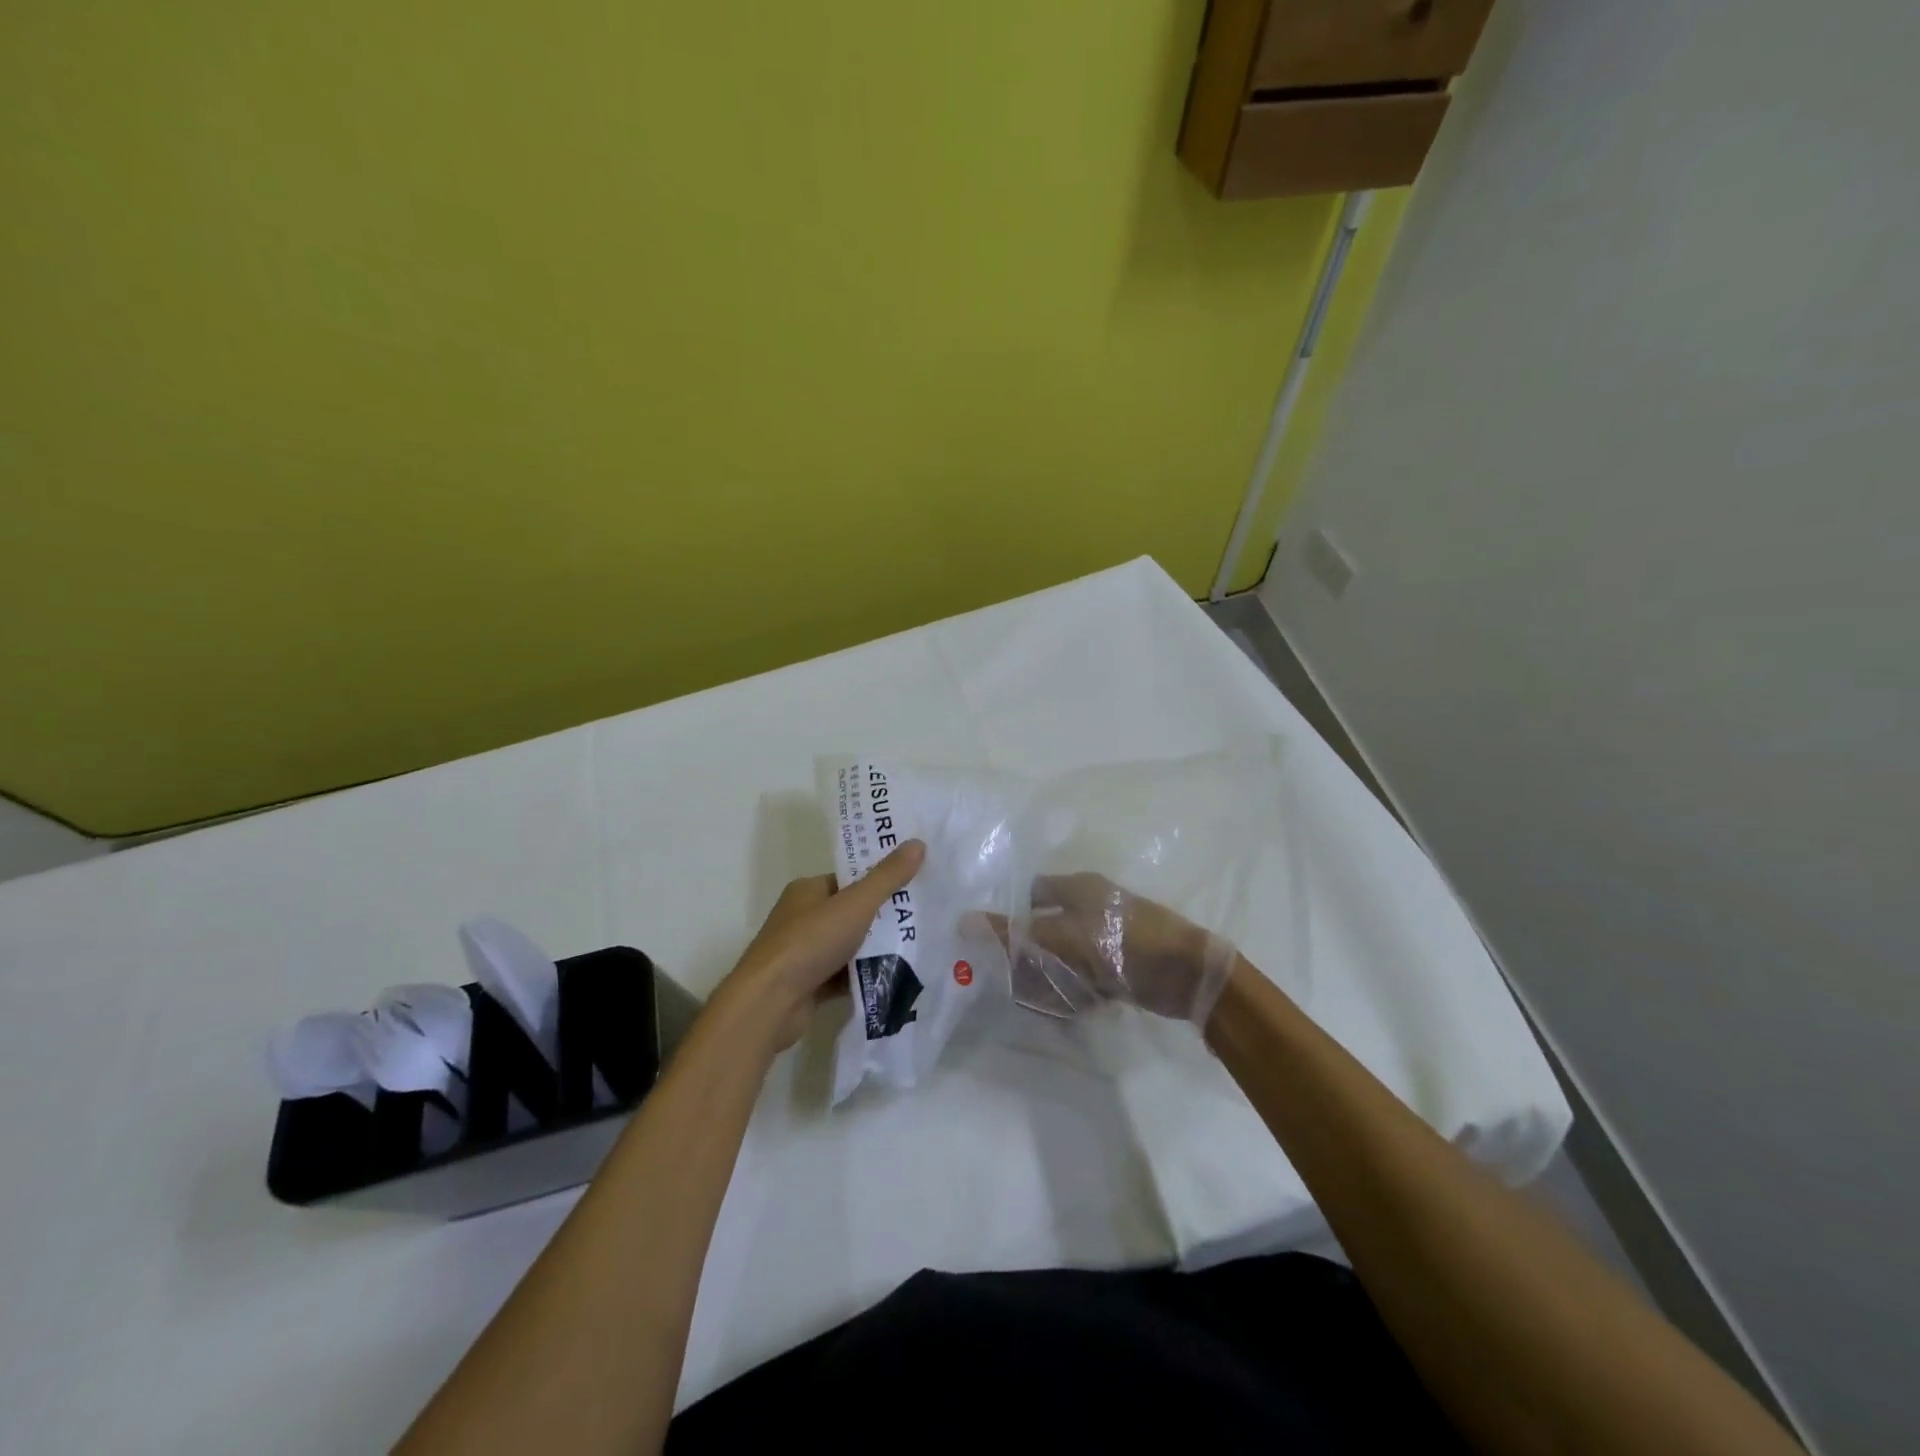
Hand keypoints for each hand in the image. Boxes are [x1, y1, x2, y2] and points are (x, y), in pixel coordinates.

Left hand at [712, 840, 925, 1055]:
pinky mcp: (808, 985)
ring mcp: (803, 953)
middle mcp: (802, 918)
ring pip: (849, 946)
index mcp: (807, 890)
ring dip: (875, 950)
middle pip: (851, 913)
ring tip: (916, 947)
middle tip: (921, 918)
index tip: (913, 884)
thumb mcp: (856, 904)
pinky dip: (864, 977)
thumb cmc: (810, 942)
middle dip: (883, 917)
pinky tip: (894, 978)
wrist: (769, 1003)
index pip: (849, 879)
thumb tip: (918, 843)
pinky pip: (844, 975)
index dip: (880, 880)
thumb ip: (888, 877)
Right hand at [999, 873, 1238, 1026]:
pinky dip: (1079, 989)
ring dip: (1054, 976)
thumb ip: (1012, 934)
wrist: (1185, 973)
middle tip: (1017, 980)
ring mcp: (1111, 935)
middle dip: (1031, 955)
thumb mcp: (1058, 938)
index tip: (998, 942)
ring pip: (1067, 954)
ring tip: (1043, 1000)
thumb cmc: (1118, 942)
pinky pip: (1090, 974)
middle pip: (1048, 926)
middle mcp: (1092, 906)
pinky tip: (1075, 1007)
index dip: (1014, 913)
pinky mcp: (1125, 963)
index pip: (1033, 892)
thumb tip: (963, 921)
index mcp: (1077, 887)